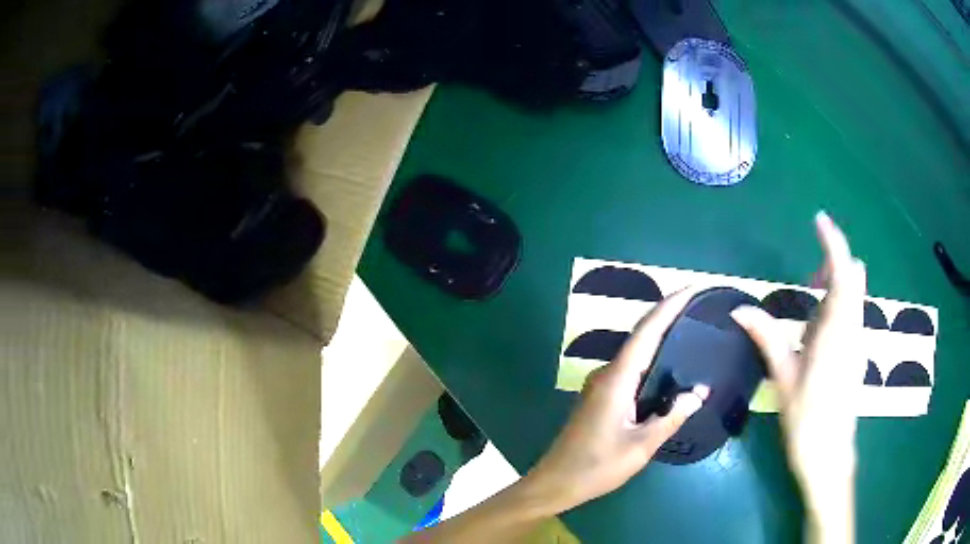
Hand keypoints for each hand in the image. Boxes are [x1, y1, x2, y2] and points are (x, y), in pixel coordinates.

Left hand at [524, 288, 709, 513]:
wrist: (556, 482)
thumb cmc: (597, 467)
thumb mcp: (641, 446)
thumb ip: (672, 416)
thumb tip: (699, 392)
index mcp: (617, 379)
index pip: (647, 331)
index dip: (669, 306)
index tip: (691, 289)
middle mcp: (607, 373)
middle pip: (641, 335)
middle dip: (668, 315)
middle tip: (699, 306)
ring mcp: (601, 384)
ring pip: (635, 351)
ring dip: (660, 335)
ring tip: (690, 327)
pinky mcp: (601, 396)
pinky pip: (631, 368)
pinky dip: (651, 357)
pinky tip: (668, 364)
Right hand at [731, 211, 864, 541]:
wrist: (830, 456)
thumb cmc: (807, 420)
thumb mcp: (783, 379)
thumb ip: (767, 339)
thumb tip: (739, 310)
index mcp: (835, 332)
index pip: (843, 273)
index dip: (833, 243)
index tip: (819, 221)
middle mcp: (852, 330)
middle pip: (853, 277)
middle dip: (833, 263)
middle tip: (808, 276)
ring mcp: (857, 341)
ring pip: (854, 295)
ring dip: (835, 285)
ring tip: (809, 304)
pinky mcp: (857, 353)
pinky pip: (851, 313)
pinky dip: (837, 305)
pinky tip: (817, 330)